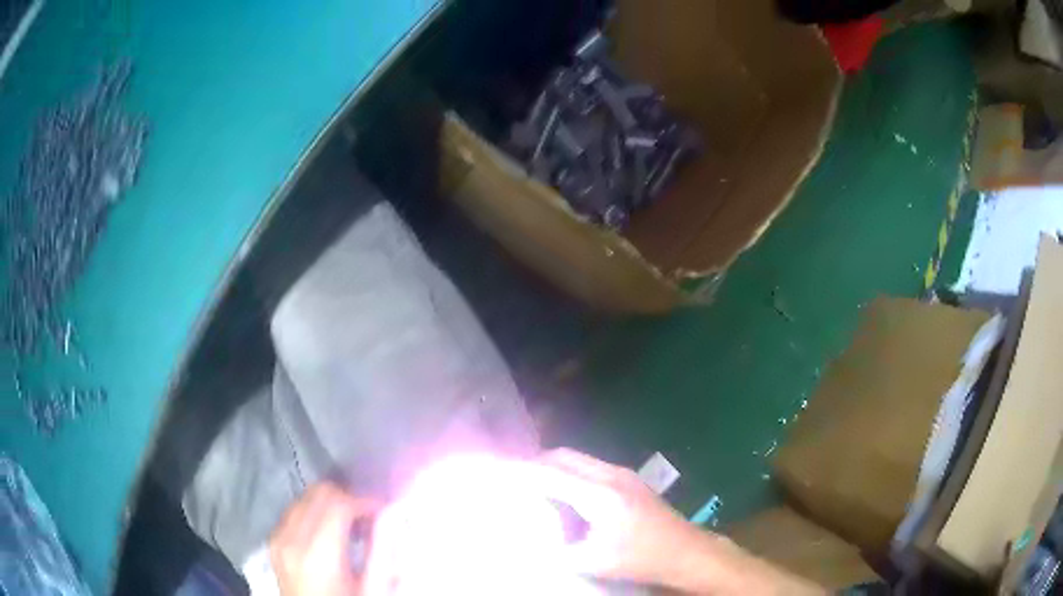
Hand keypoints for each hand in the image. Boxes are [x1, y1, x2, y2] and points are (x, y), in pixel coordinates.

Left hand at [270, 483, 380, 595]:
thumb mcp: (373, 589)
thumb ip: (383, 550)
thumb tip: (393, 513)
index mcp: (318, 555)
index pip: (339, 503)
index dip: (365, 501)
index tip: (384, 512)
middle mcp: (291, 539)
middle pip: (319, 492)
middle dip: (348, 498)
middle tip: (368, 519)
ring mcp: (278, 539)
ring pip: (304, 497)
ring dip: (330, 504)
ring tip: (351, 528)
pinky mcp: (273, 542)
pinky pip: (293, 511)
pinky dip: (314, 513)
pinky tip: (329, 534)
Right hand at [518, 448, 710, 585]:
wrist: (686, 552)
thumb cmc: (640, 559)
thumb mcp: (592, 562)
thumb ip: (557, 549)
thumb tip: (531, 539)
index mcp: (599, 495)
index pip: (550, 474)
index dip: (519, 471)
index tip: (494, 468)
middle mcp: (611, 475)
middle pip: (563, 456)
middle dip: (534, 463)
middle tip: (511, 479)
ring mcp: (623, 474)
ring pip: (577, 459)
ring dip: (553, 467)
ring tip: (534, 487)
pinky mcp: (629, 479)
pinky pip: (590, 466)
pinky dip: (569, 473)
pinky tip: (566, 496)